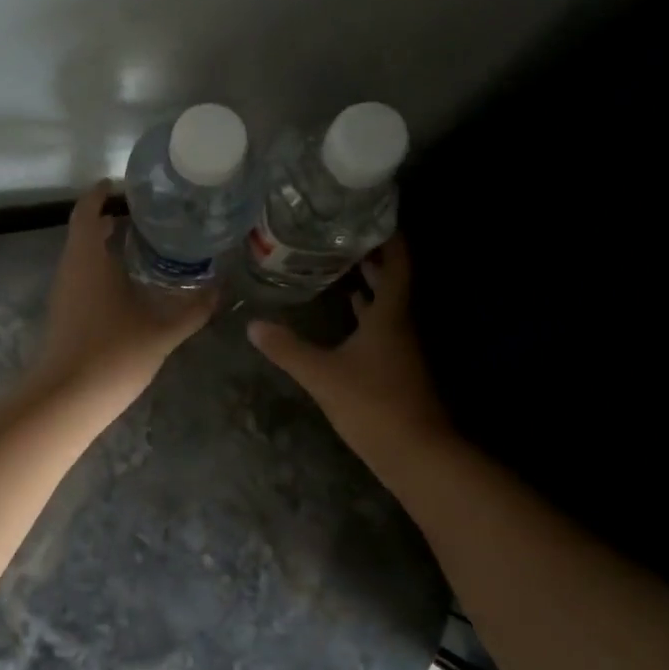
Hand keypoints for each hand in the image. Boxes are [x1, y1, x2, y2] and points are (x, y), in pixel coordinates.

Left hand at [31, 182, 217, 416]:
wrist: (67, 399)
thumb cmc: (114, 354)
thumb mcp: (162, 331)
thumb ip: (193, 309)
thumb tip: (220, 290)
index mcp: (89, 258)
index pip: (88, 211)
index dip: (101, 194)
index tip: (121, 184)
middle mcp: (71, 268)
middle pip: (84, 231)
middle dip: (110, 218)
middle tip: (147, 215)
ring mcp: (63, 292)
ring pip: (82, 256)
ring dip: (105, 245)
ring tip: (144, 245)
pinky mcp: (64, 314)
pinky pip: (81, 277)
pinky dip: (101, 268)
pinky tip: (129, 284)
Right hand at [248, 235, 451, 462]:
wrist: (416, 454)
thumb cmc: (373, 404)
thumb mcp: (323, 375)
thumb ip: (288, 349)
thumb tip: (253, 324)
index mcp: (390, 316)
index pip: (397, 264)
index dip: (389, 237)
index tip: (370, 214)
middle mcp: (400, 326)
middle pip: (391, 281)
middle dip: (372, 257)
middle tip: (341, 235)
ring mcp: (399, 349)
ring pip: (385, 306)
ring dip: (368, 285)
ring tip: (339, 265)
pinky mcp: (394, 369)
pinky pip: (379, 327)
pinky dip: (364, 314)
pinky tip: (346, 315)